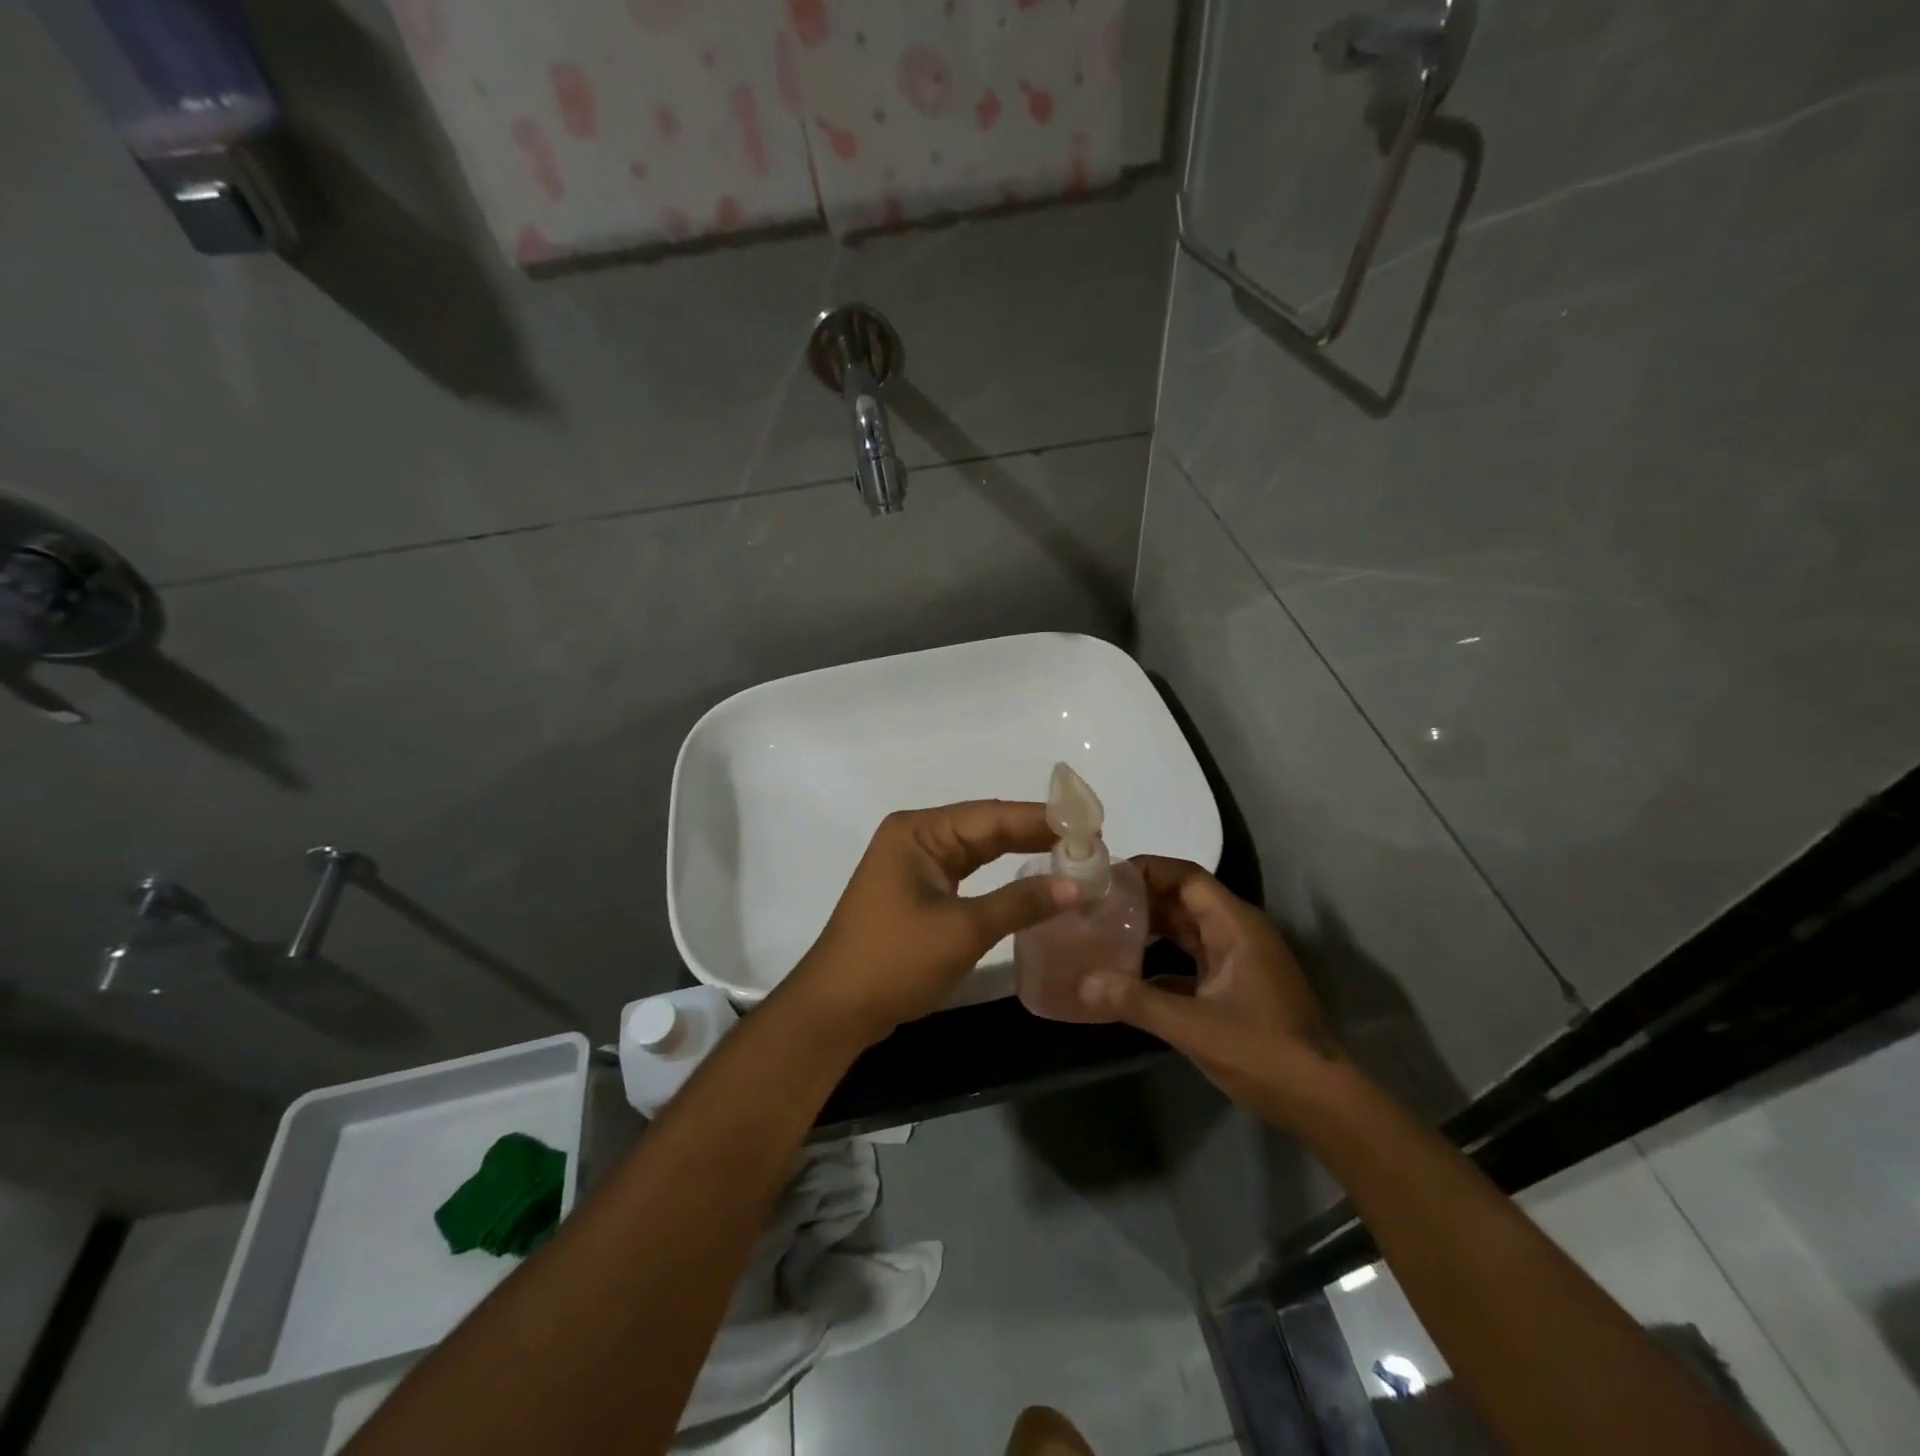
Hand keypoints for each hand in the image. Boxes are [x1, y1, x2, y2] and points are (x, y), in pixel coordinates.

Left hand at [785, 801, 1077, 1044]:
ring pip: (979, 849)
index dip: (1042, 819)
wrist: (836, 1010)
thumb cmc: (894, 961)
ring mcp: (916, 864)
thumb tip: (1077, 887)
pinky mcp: (919, 890)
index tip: (1090, 825)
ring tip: (1072, 854)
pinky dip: (1000, 875)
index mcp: (919, 831)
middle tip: (1090, 841)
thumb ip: (1020, 903)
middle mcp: (917, 837)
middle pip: (986, 827)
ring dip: (1021, 852)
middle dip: (1036, 833)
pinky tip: (1032, 875)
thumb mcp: (962, 930)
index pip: (992, 815)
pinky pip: (968, 872)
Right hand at [1079, 856, 1344, 1126]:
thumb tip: (1083, 983)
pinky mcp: (1234, 987)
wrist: (1321, 1101)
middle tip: (1094, 904)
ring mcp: (1237, 961)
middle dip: (1141, 898)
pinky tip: (1126, 976)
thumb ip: (1137, 1001)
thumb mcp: (1194, 1026)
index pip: (1187, 877)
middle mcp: (1237, 933)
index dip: (1147, 870)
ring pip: (1186, 929)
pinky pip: (1191, 960)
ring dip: (1149, 927)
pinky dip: (1160, 961)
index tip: (1105, 878)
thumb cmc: (1263, 1051)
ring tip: (1103, 930)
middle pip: (1183, 899)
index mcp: (1235, 925)